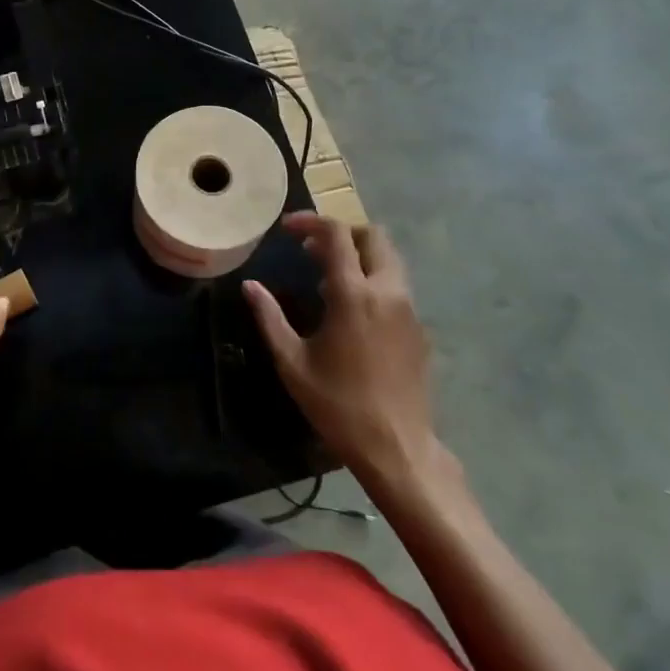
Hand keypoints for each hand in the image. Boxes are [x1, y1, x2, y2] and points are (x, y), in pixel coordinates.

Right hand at [244, 213, 460, 508]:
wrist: (397, 448)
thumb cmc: (338, 404)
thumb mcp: (292, 362)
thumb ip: (270, 317)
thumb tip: (250, 286)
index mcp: (353, 295)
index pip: (336, 235)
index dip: (310, 222)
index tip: (286, 229)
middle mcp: (387, 292)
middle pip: (373, 236)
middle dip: (341, 233)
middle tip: (310, 250)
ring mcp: (408, 310)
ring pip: (389, 260)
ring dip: (358, 256)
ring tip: (326, 280)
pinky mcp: (419, 329)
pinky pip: (396, 286)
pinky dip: (373, 280)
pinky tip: (350, 312)